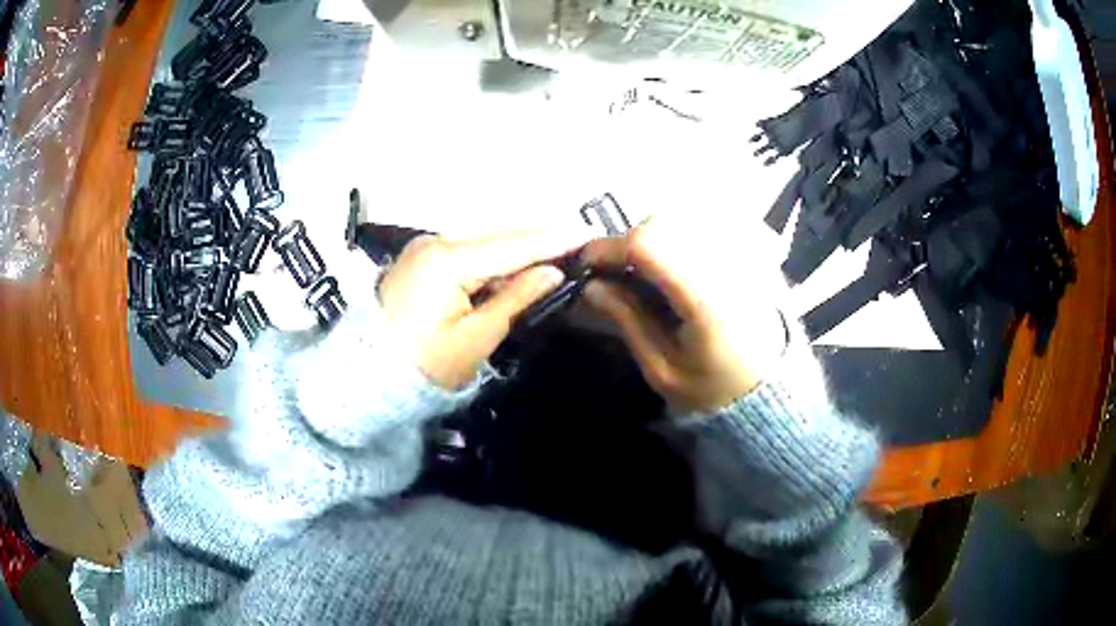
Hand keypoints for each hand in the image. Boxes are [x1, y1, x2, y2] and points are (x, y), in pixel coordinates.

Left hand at [378, 228, 589, 389]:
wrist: (371, 375)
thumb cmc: (426, 365)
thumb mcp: (477, 338)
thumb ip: (516, 298)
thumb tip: (552, 272)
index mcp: (446, 262)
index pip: (511, 246)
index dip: (552, 240)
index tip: (587, 231)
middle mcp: (434, 242)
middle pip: (498, 237)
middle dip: (538, 239)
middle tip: (578, 238)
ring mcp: (424, 247)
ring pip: (484, 241)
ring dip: (518, 247)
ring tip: (557, 248)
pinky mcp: (421, 258)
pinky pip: (467, 250)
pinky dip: (494, 256)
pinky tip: (517, 262)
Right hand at [582, 218, 787, 413]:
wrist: (771, 391)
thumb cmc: (714, 390)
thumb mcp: (662, 370)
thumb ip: (627, 321)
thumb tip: (591, 284)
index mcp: (708, 299)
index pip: (650, 245)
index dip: (609, 247)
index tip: (586, 264)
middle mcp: (728, 264)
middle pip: (663, 224)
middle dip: (629, 243)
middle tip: (614, 273)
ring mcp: (743, 254)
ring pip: (682, 221)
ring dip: (652, 239)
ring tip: (643, 273)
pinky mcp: (750, 252)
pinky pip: (703, 227)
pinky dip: (677, 239)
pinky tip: (673, 269)